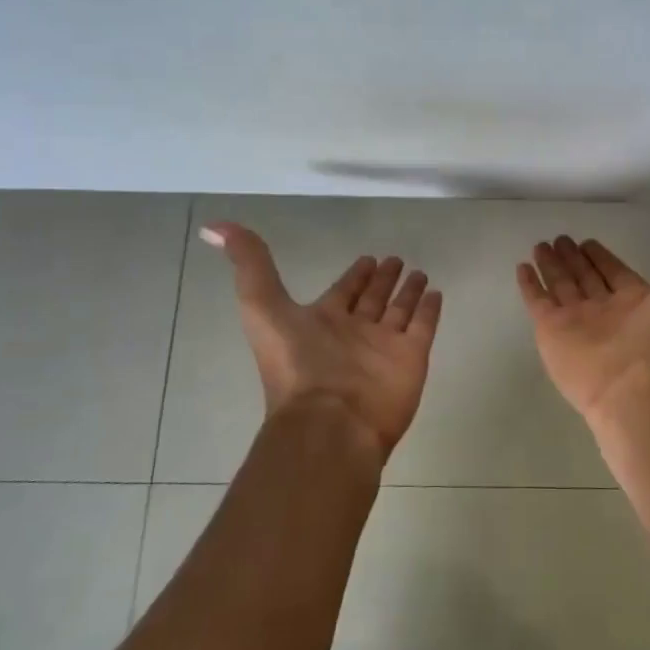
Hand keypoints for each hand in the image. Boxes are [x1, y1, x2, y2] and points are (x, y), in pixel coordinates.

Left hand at [201, 221, 443, 459]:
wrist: (329, 423)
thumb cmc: (296, 365)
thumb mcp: (261, 306)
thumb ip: (248, 264)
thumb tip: (213, 227)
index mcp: (322, 323)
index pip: (343, 292)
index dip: (354, 276)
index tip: (367, 257)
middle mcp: (354, 333)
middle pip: (372, 300)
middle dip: (382, 280)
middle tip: (395, 259)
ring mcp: (384, 347)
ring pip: (399, 312)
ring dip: (408, 292)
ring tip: (419, 272)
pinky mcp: (411, 358)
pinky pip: (423, 327)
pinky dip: (429, 310)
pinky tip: (435, 293)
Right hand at [516, 202, 649, 426]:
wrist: (638, 388)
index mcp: (637, 300)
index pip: (614, 272)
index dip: (603, 257)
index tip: (590, 240)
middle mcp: (605, 310)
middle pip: (585, 278)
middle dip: (574, 258)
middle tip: (560, 237)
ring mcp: (576, 322)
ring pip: (561, 286)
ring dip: (552, 266)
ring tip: (542, 245)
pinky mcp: (550, 331)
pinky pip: (536, 301)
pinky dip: (529, 285)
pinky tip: (522, 266)